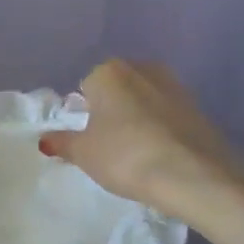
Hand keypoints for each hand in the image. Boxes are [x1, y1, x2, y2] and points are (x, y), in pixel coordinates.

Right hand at [40, 60, 243, 222]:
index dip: (84, 115)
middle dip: (112, 112)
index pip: (86, 87)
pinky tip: (162, 155)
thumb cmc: (127, 157)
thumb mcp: (85, 154)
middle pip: (117, 89)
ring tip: (138, 154)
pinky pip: (168, 115)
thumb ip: (63, 143)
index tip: (90, 141)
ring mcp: (174, 85)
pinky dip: (162, 129)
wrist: (195, 175)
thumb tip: (45, 139)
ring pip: (144, 100)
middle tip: (111, 147)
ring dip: (139, 119)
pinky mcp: (198, 106)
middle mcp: (141, 68)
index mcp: (109, 71)